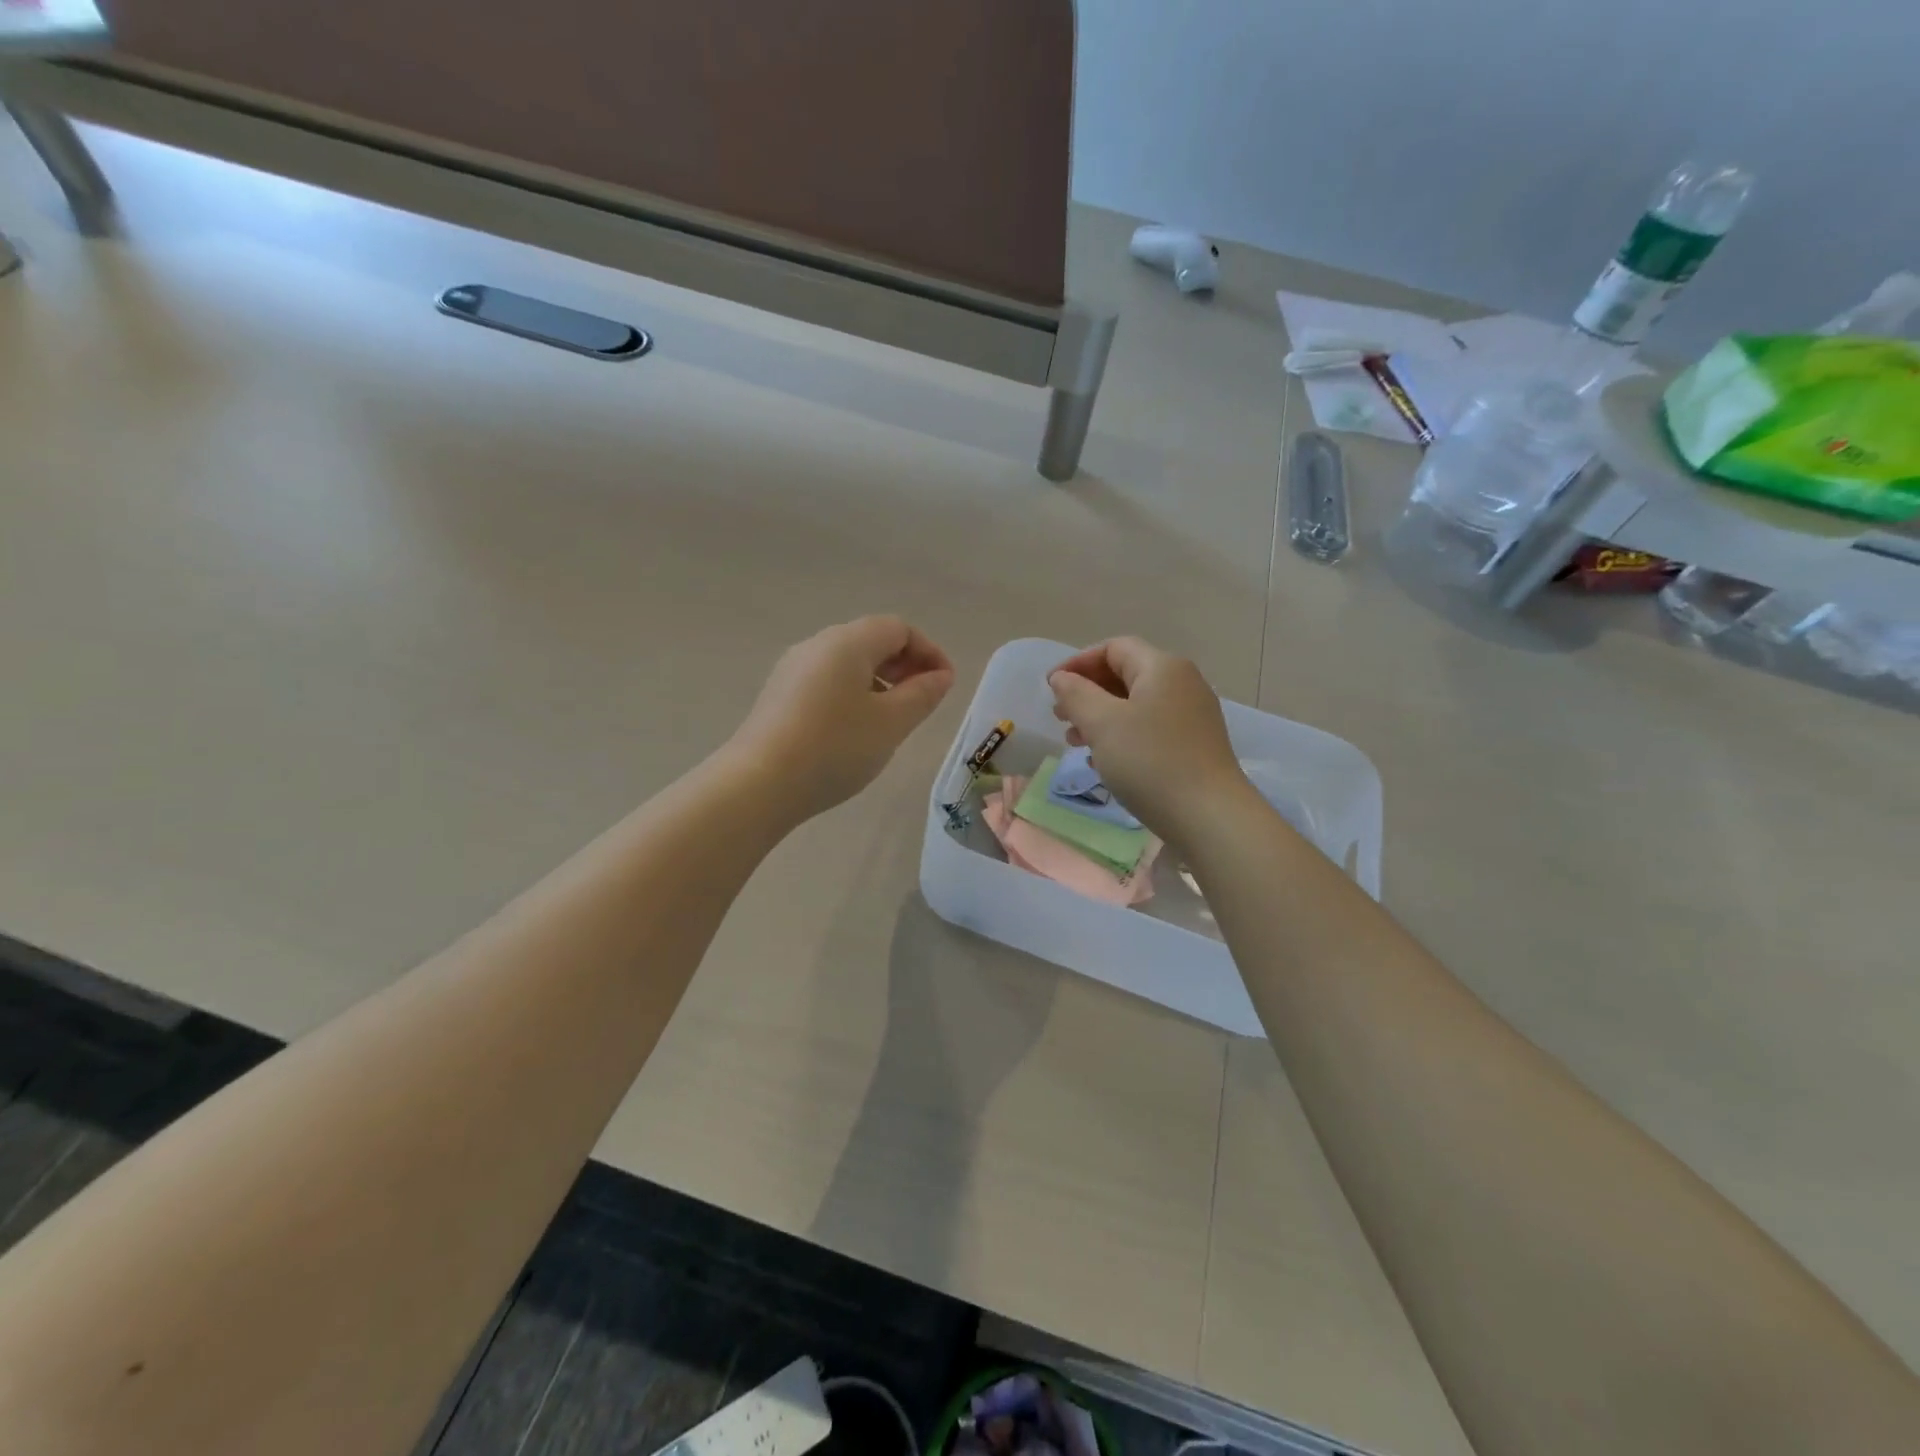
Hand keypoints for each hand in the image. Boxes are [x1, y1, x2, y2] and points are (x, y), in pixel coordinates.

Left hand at [726, 616, 954, 823]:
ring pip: (847, 662)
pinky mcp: (778, 695)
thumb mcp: (891, 723)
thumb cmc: (835, 747)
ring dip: (879, 681)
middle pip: (871, 640)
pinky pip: (826, 681)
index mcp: (847, 642)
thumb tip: (940, 676)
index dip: (929, 652)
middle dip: (904, 665)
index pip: (899, 628)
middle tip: (924, 701)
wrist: (759, 784)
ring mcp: (792, 669)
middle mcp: (817, 645)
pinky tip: (856, 729)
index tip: (945, 686)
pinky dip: (853, 693)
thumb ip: (922, 695)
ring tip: (893, 718)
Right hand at [1047, 637, 1250, 845]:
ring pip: (1136, 704)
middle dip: (1087, 692)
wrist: (1209, 816)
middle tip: (1060, 716)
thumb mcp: (1103, 724)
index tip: (1050, 688)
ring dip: (1101, 716)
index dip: (1077, 662)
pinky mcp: (1194, 744)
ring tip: (1075, 741)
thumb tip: (1062, 678)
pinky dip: (1122, 735)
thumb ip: (1076, 694)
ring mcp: (1192, 715)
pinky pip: (1150, 728)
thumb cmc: (1150, 762)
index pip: (1113, 648)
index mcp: (1162, 667)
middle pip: (1125, 674)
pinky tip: (1104, 761)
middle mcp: (1182, 683)